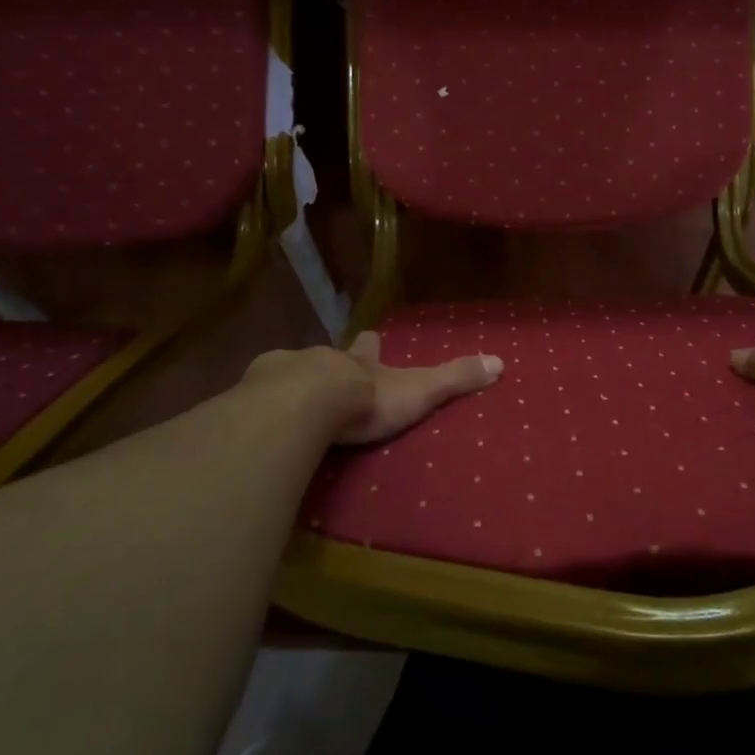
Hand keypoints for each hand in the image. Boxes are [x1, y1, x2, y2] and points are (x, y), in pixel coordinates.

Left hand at [242, 334, 503, 445]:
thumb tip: (500, 362)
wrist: (304, 405)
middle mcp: (322, 360)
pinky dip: (260, 403)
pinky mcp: (255, 396)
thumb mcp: (418, 390)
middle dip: (329, 364)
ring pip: (290, 372)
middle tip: (327, 376)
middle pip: (327, 357)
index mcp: (359, 362)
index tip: (371, 338)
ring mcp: (285, 374)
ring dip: (293, 383)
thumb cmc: (366, 400)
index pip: (369, 348)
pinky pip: (257, 397)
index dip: (371, 346)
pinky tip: (256, 416)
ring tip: (289, 400)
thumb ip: (455, 379)